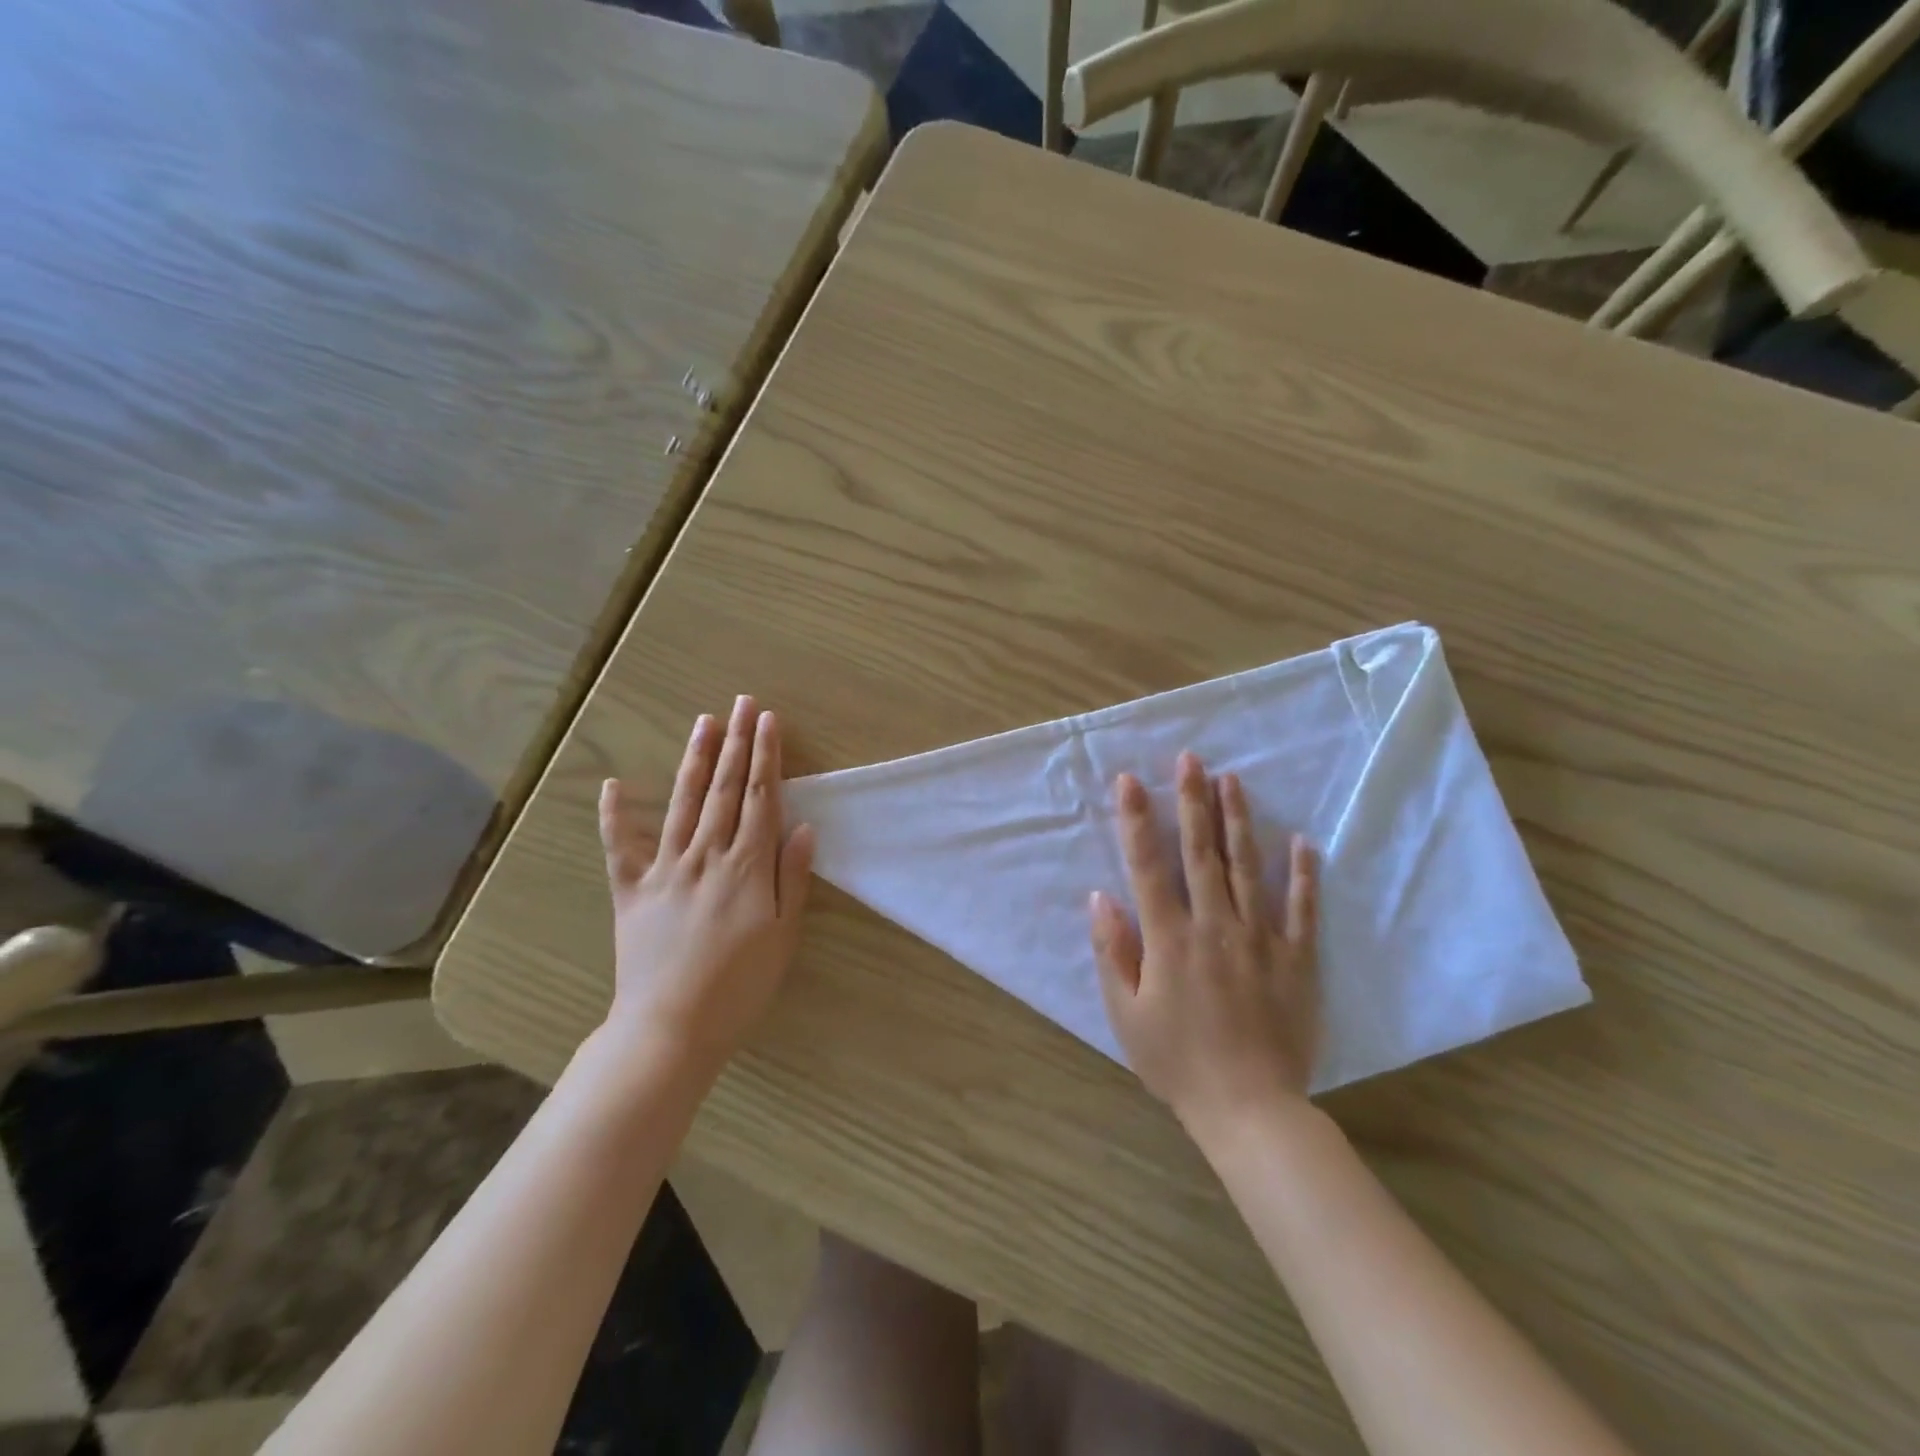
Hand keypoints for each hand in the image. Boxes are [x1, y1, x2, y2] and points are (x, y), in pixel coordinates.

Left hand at [598, 695, 814, 1078]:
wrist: (670, 1029)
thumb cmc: (739, 986)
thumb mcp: (784, 936)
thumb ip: (792, 877)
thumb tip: (804, 825)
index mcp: (746, 867)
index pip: (760, 798)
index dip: (765, 756)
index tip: (768, 721)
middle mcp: (705, 856)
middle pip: (724, 790)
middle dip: (736, 743)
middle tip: (742, 703)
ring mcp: (664, 870)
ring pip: (683, 804)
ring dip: (696, 760)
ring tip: (705, 722)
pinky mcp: (631, 891)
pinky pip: (620, 847)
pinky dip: (616, 815)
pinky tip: (615, 784)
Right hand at [1089, 751, 1319, 1138]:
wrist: (1249, 1110)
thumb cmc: (1177, 1062)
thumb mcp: (1126, 1015)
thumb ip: (1112, 952)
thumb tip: (1100, 897)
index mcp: (1169, 939)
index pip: (1148, 866)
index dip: (1137, 820)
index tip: (1130, 781)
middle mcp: (1214, 926)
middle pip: (1200, 853)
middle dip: (1192, 801)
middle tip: (1190, 758)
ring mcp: (1260, 939)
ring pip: (1248, 867)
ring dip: (1238, 820)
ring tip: (1232, 780)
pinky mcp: (1297, 959)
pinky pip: (1302, 909)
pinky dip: (1304, 874)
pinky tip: (1303, 840)